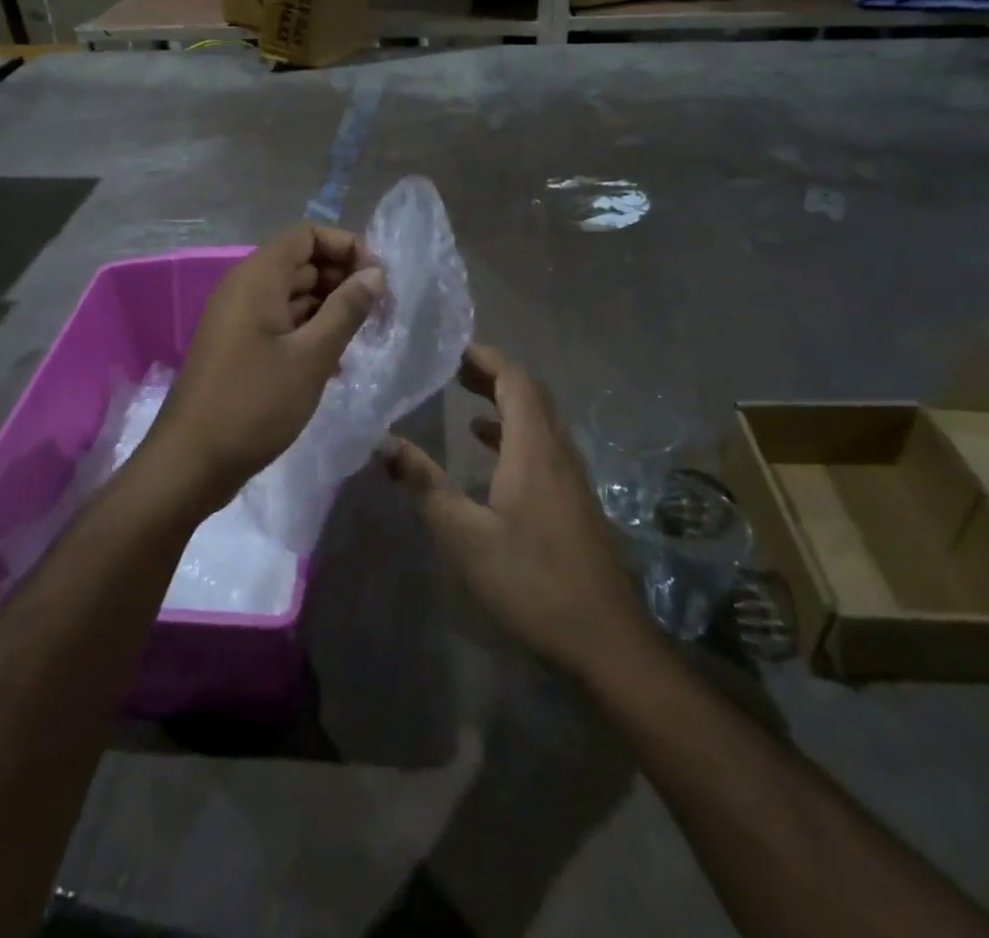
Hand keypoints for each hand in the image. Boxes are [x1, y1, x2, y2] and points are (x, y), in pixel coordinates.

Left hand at [150, 223, 383, 511]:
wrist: (191, 462)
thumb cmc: (254, 403)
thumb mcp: (311, 356)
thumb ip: (346, 309)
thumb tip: (375, 273)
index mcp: (258, 278)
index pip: (307, 235)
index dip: (345, 246)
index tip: (377, 278)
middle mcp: (245, 289)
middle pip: (301, 263)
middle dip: (342, 279)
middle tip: (379, 311)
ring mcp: (239, 319)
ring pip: (293, 295)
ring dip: (329, 309)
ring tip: (364, 338)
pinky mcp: (239, 348)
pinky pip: (280, 323)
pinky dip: (309, 332)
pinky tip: (336, 363)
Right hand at [386, 345, 650, 677]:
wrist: (606, 641)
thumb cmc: (531, 581)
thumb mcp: (465, 536)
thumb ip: (424, 485)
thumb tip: (383, 441)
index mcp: (535, 449)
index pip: (516, 381)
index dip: (487, 358)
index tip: (454, 347)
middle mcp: (559, 453)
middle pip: (531, 395)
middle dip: (494, 375)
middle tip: (455, 367)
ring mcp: (573, 479)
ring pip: (541, 421)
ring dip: (507, 403)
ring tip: (468, 399)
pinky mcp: (576, 502)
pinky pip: (546, 447)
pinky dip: (517, 435)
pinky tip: (493, 456)